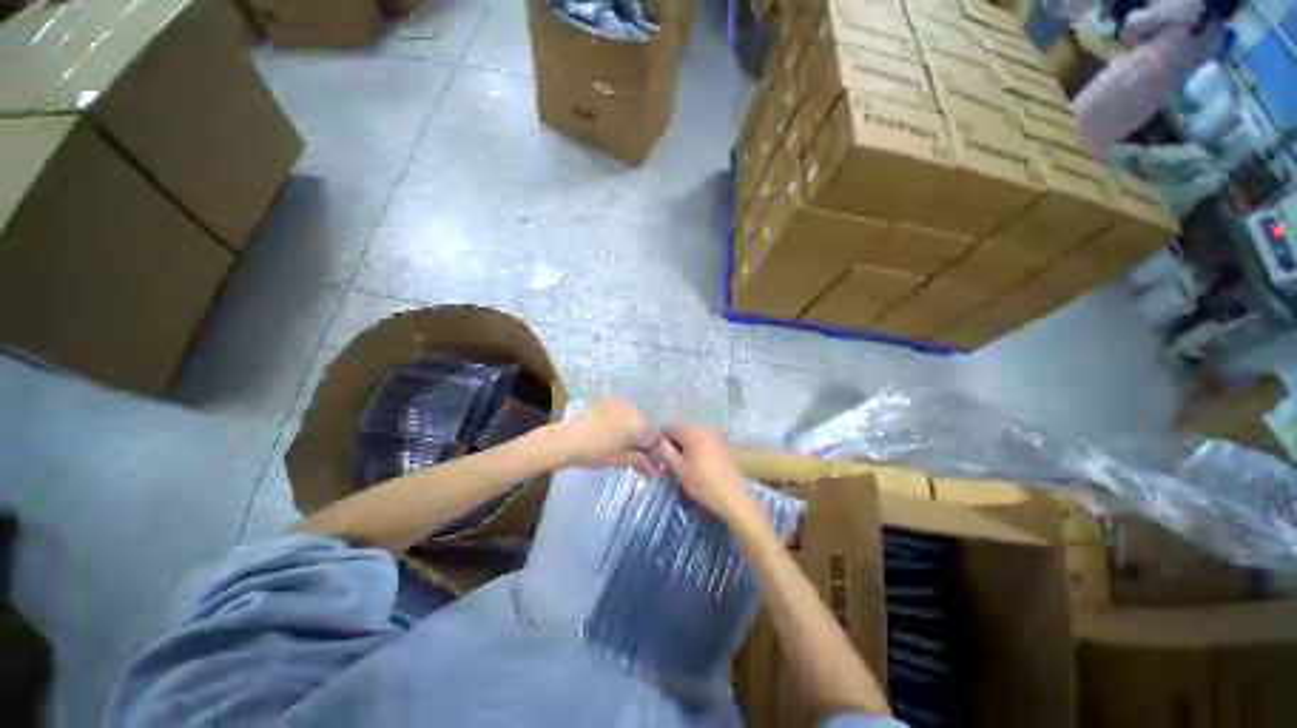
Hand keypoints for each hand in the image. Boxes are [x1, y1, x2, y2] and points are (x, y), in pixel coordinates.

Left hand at [557, 398, 657, 477]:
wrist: (567, 439)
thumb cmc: (597, 452)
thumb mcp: (622, 460)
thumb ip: (642, 463)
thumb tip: (657, 473)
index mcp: (640, 423)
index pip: (655, 436)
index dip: (654, 450)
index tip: (650, 461)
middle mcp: (633, 408)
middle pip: (645, 425)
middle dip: (643, 439)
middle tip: (635, 453)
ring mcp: (620, 403)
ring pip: (633, 418)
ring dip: (632, 430)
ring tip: (622, 443)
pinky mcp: (607, 401)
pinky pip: (622, 412)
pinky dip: (622, 422)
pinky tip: (612, 432)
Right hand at [655, 425, 757, 523]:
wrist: (732, 496)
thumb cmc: (702, 484)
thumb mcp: (678, 469)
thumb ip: (665, 451)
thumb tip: (658, 440)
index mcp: (692, 432)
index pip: (670, 428)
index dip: (662, 441)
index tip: (661, 456)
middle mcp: (704, 428)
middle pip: (682, 430)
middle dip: (675, 442)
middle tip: (672, 461)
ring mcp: (715, 434)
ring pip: (693, 435)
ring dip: (686, 445)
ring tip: (684, 463)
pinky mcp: (722, 443)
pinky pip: (704, 440)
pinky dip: (697, 447)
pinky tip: (698, 463)